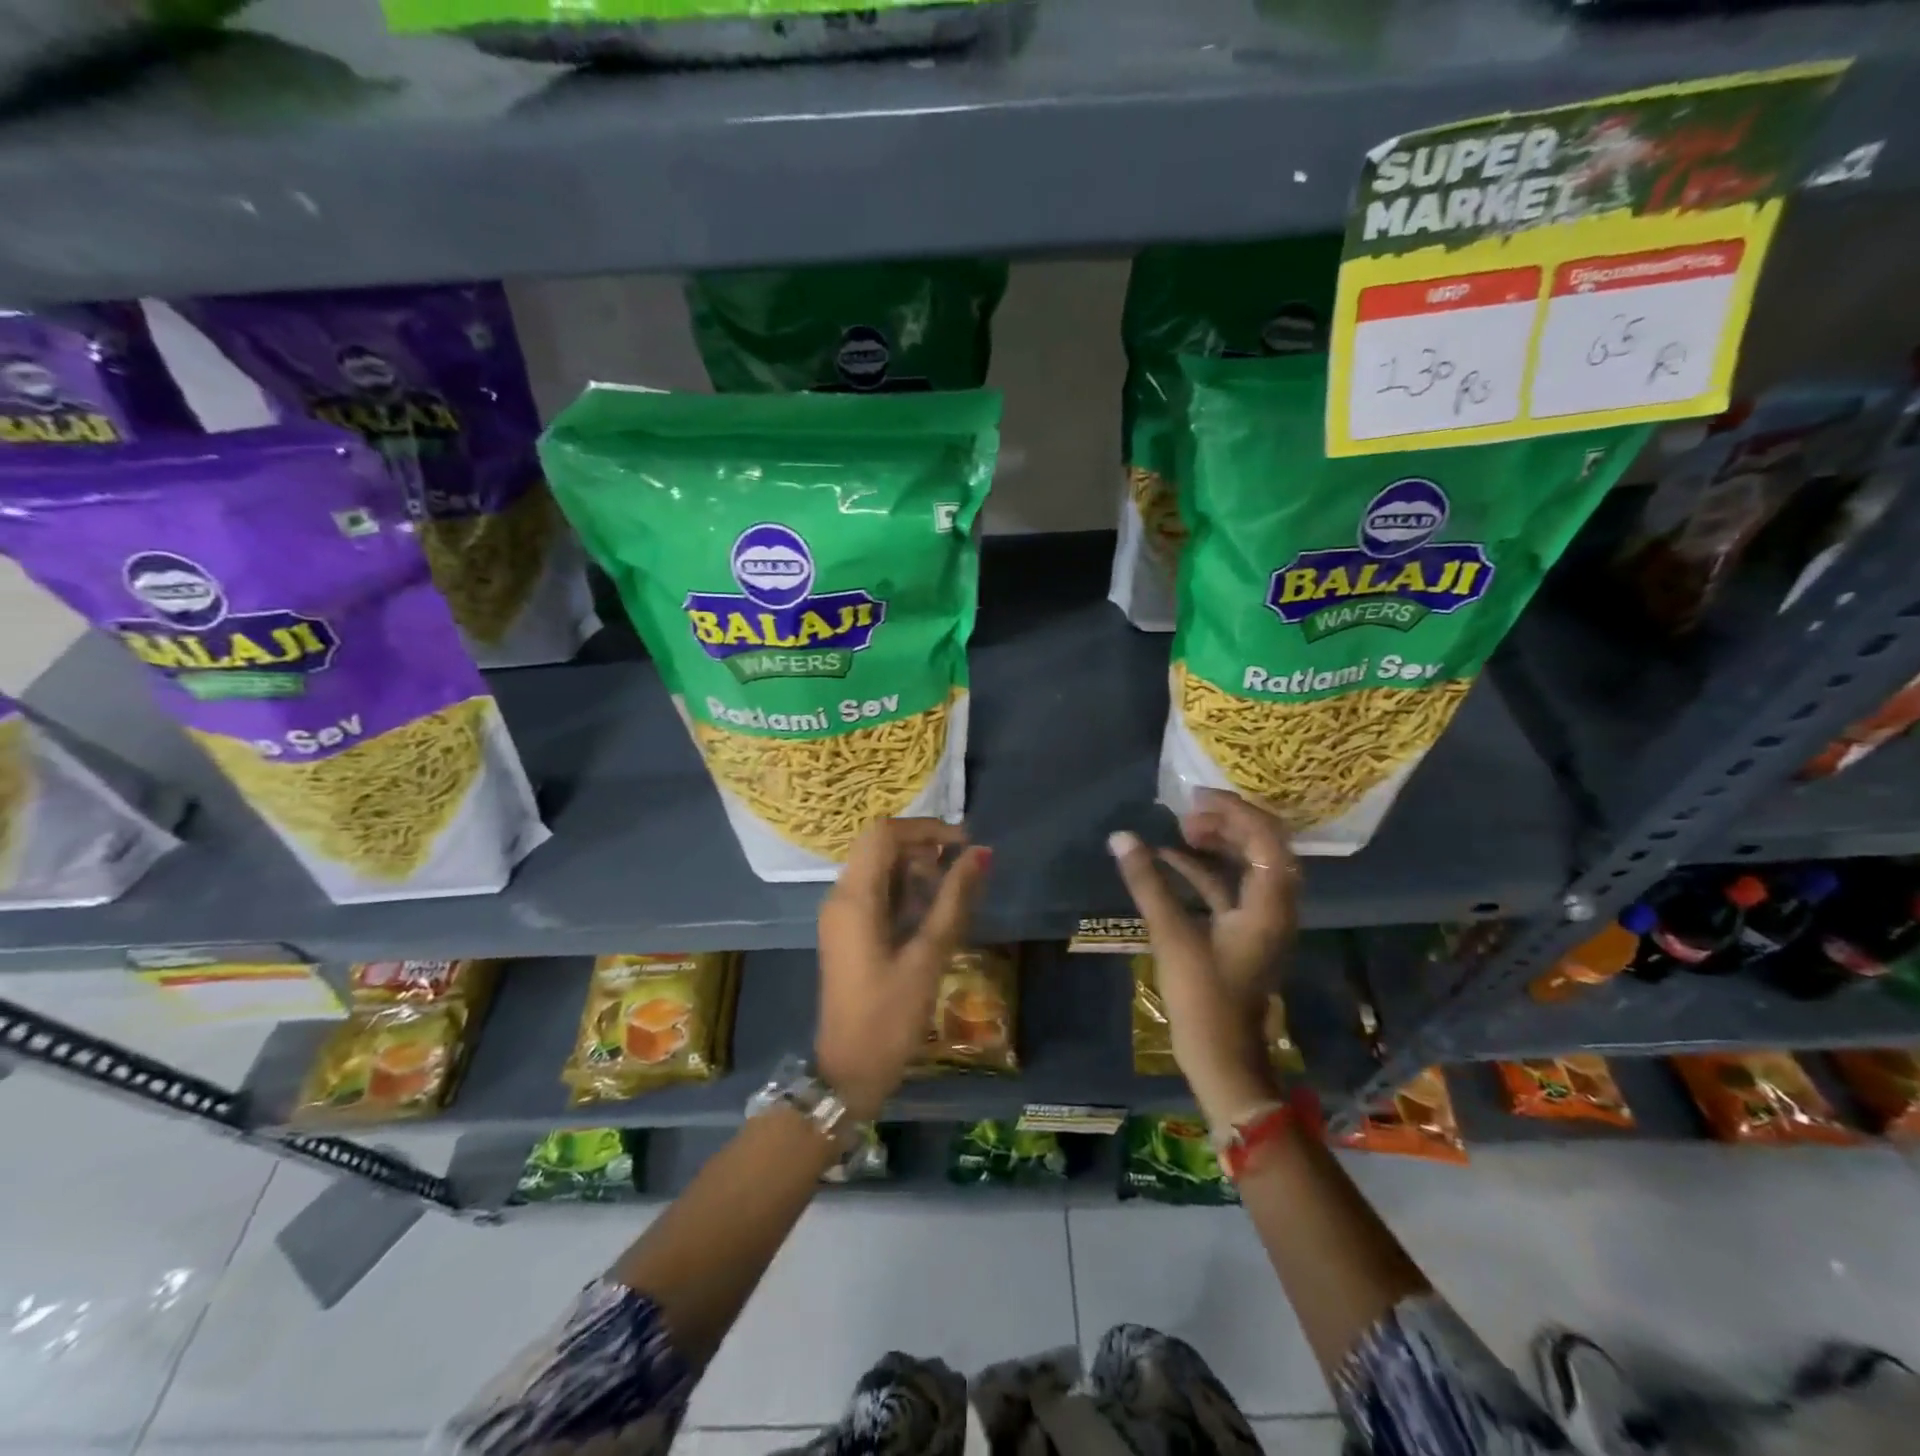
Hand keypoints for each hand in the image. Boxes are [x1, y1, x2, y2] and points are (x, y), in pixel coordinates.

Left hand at [816, 819, 991, 1119]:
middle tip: (960, 872)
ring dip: (915, 870)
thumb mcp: (928, 955)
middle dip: (923, 849)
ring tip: (950, 896)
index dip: (926, 828)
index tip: (964, 844)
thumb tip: (981, 853)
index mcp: (854, 897)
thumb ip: (954, 899)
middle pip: (880, 846)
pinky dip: (904, 891)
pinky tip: (931, 916)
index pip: (884, 832)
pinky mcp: (848, 932)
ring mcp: (841, 915)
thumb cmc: (889, 1016)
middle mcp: (840, 896)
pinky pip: (875, 892)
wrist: (848, 1072)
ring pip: (878, 868)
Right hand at [1108, 789, 1298, 1126]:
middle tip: (1187, 811)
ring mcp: (1262, 920)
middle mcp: (1276, 906)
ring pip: (1249, 865)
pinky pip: (1232, 887)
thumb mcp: (1172, 935)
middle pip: (1264, 845)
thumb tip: (1121, 838)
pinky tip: (1171, 861)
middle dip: (1228, 821)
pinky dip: (1206, 870)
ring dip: (1219, 843)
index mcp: (1269, 903)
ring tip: (1181, 829)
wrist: (1223, 1057)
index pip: (1265, 837)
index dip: (1233, 809)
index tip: (1195, 797)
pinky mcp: (1246, 933)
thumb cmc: (1203, 997)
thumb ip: (1147, 883)